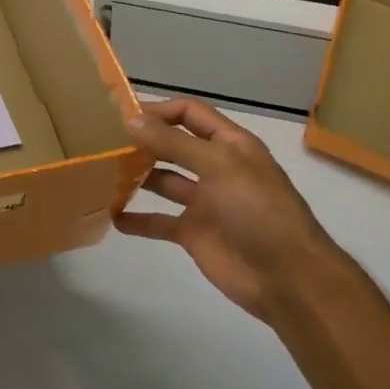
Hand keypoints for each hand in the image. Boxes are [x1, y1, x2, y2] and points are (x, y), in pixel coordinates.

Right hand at [117, 98, 337, 320]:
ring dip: (136, 176)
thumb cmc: (258, 210)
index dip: (159, 110)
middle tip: (104, 141)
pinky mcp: (193, 233)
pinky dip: (137, 219)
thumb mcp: (219, 166)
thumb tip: (132, 120)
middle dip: (143, 141)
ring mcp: (204, 202)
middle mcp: (215, 168)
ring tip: (102, 173)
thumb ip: (174, 143)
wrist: (287, 278)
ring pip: (163, 181)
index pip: (190, 114)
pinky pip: (159, 221)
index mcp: (230, 145)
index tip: (122, 116)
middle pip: (173, 145)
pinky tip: (112, 216)